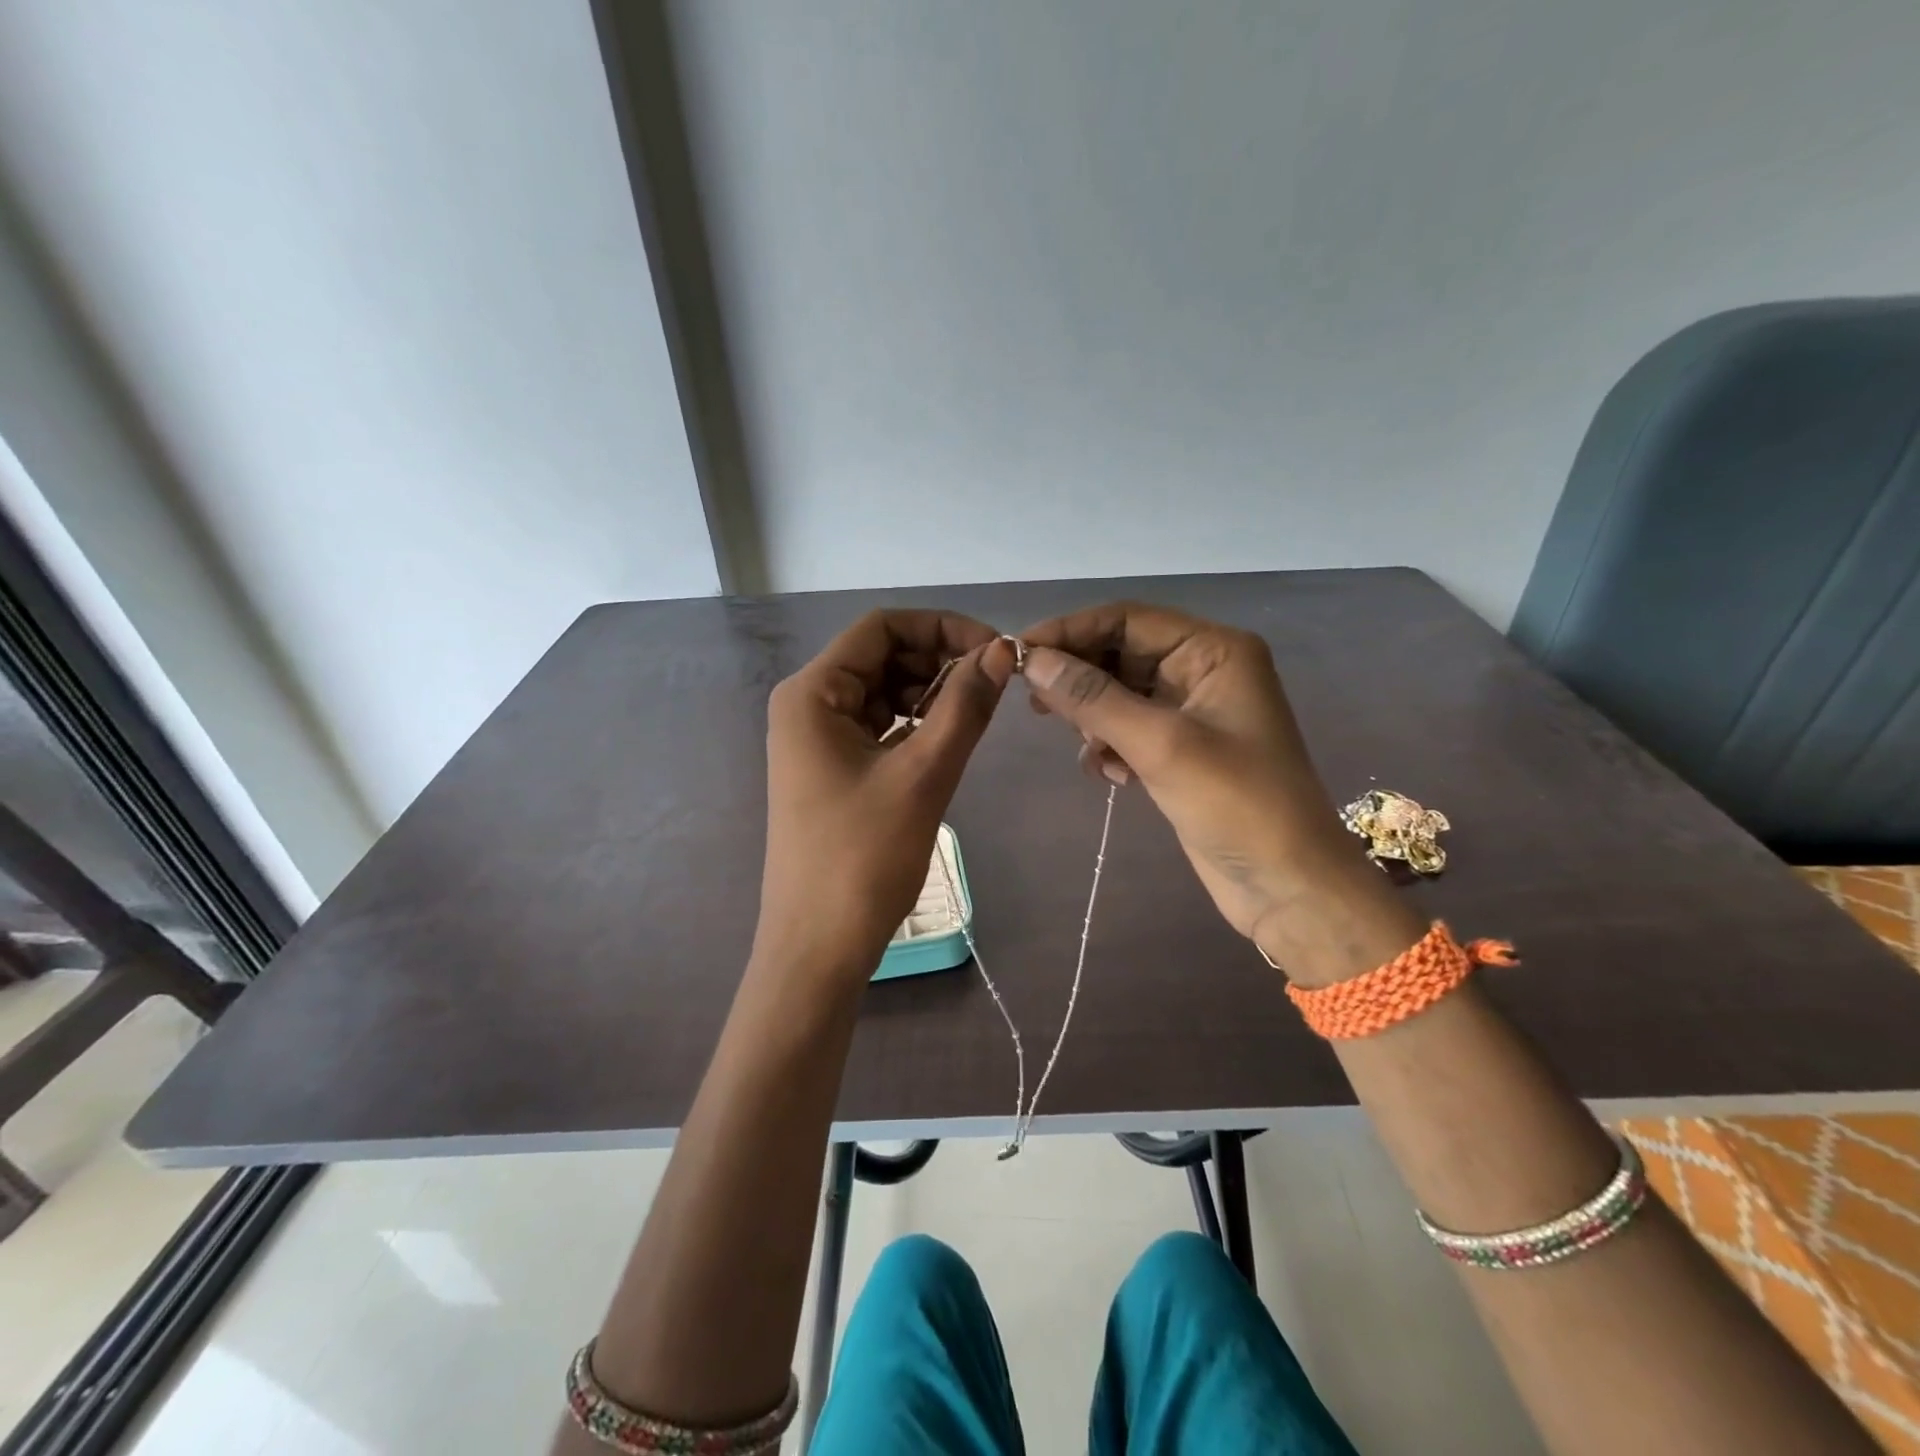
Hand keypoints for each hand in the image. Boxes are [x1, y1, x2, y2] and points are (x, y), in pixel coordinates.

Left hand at [755, 611, 1013, 992]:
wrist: (818, 946)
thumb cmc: (863, 858)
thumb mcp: (922, 775)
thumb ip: (964, 706)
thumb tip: (1002, 651)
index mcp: (812, 693)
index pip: (881, 627)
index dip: (942, 627)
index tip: (995, 651)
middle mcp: (807, 705)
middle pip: (880, 655)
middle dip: (938, 660)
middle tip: (993, 685)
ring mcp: (816, 739)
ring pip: (882, 691)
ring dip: (930, 692)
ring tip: (975, 714)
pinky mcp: (830, 769)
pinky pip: (878, 726)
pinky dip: (914, 724)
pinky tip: (947, 739)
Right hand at [1018, 601, 1421, 985]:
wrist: (1287, 887)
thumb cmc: (1236, 805)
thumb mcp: (1160, 745)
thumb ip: (1092, 698)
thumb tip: (1032, 660)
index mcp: (1214, 650)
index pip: (1128, 619)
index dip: (1071, 630)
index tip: (1018, 651)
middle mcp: (1202, 670)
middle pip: (1121, 653)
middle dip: (1079, 677)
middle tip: (1035, 704)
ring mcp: (1191, 712)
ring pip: (1119, 693)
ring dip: (1093, 718)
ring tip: (1090, 750)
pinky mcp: (1180, 750)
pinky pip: (1127, 729)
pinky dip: (1110, 746)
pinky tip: (1114, 777)